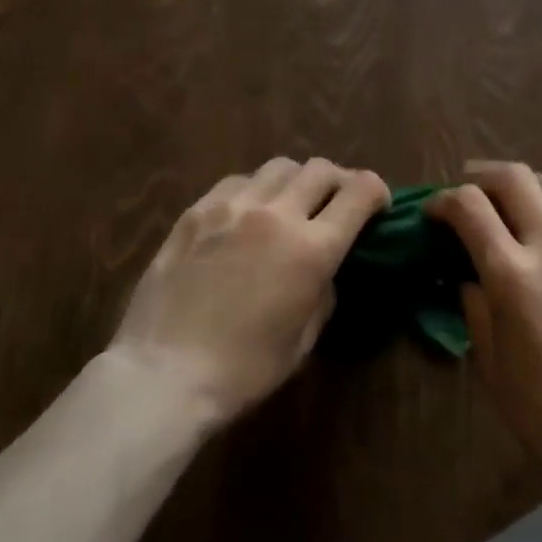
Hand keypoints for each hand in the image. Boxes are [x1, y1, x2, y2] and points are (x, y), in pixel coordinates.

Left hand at [108, 157, 389, 425]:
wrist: (164, 375)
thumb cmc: (244, 370)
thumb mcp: (305, 339)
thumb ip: (324, 290)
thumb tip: (325, 267)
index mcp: (312, 249)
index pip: (360, 191)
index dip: (377, 191)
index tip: (377, 205)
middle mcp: (276, 214)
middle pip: (322, 169)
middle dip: (339, 182)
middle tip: (336, 203)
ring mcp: (232, 207)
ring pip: (280, 166)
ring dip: (297, 181)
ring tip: (289, 204)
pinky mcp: (196, 211)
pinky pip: (237, 181)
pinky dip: (255, 189)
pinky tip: (246, 214)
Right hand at [429, 161, 541, 491]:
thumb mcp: (490, 361)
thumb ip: (475, 306)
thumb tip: (468, 275)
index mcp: (513, 275)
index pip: (470, 206)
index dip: (444, 200)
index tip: (433, 212)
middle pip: (515, 178)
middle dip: (482, 174)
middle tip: (469, 188)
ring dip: (525, 185)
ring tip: (511, 200)